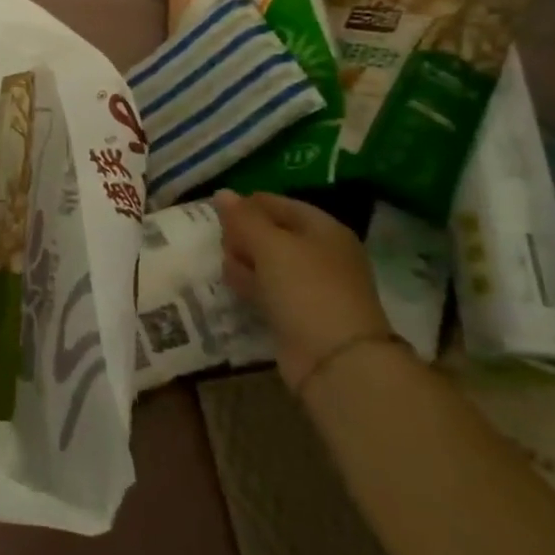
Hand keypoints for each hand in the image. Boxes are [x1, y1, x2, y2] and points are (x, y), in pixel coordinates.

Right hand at [217, 191, 392, 391]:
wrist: (336, 361)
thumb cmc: (306, 288)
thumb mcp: (270, 244)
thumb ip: (243, 218)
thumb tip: (222, 193)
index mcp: (323, 229)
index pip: (278, 204)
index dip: (248, 205)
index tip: (218, 214)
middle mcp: (321, 254)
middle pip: (272, 233)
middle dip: (244, 236)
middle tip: (225, 244)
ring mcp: (311, 286)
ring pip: (268, 262)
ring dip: (245, 261)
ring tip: (228, 267)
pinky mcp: (299, 314)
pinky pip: (269, 289)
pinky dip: (252, 286)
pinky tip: (234, 286)